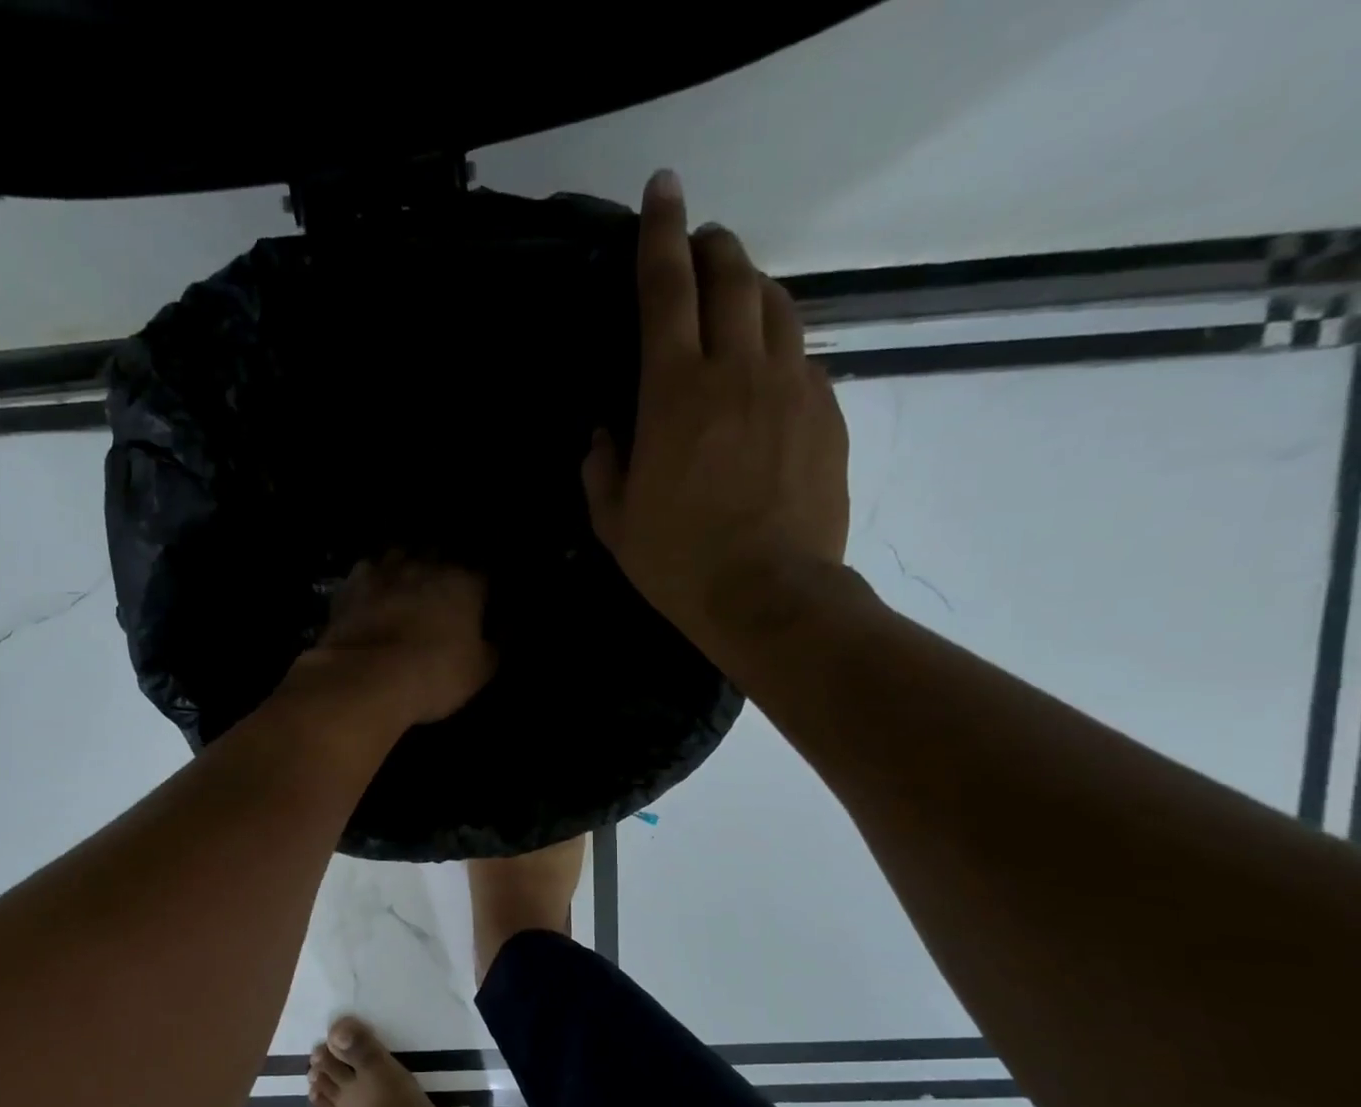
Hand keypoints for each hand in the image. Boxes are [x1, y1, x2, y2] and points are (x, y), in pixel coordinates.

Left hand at [289, 555, 495, 726]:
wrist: (367, 677)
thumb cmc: (434, 674)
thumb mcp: (479, 671)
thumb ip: (493, 646)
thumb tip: (501, 632)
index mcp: (464, 582)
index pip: (481, 575)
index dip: (480, 591)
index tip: (478, 604)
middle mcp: (425, 566)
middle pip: (439, 556)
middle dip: (441, 570)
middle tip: (439, 594)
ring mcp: (385, 570)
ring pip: (399, 555)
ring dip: (404, 567)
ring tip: (403, 586)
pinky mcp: (350, 584)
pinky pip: (366, 572)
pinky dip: (371, 580)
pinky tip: (370, 594)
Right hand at [585, 169, 850, 668]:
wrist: (769, 596)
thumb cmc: (679, 563)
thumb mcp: (615, 523)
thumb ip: (601, 470)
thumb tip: (605, 435)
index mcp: (674, 392)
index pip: (666, 288)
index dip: (660, 233)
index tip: (662, 189)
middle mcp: (736, 370)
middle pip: (733, 276)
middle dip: (714, 246)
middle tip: (701, 242)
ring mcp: (791, 385)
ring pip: (776, 305)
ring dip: (752, 286)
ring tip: (736, 293)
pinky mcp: (826, 410)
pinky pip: (801, 355)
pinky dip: (778, 345)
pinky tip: (766, 369)